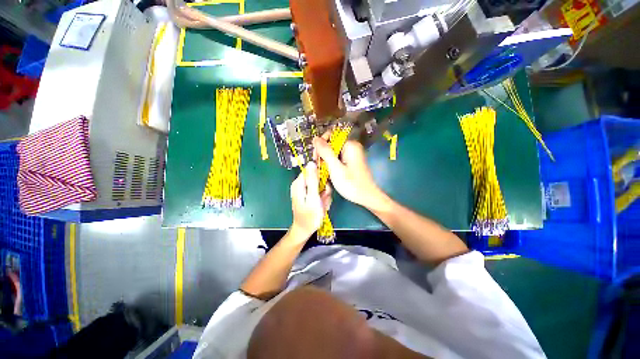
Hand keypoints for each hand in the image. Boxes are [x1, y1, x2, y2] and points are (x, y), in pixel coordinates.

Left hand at [290, 162, 331, 239]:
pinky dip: (323, 198)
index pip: (311, 169)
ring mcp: (307, 190)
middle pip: (318, 178)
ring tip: (322, 204)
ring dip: (325, 195)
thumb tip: (312, 163)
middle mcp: (302, 184)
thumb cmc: (309, 216)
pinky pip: (321, 192)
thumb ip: (313, 180)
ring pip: (321, 185)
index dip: (320, 174)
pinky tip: (322, 206)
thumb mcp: (313, 198)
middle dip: (324, 188)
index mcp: (299, 183)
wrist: (305, 230)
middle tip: (323, 198)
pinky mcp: (311, 195)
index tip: (324, 185)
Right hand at [313, 137, 386, 210]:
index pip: (331, 135)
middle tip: (318, 166)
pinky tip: (329, 172)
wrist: (366, 197)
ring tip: (323, 171)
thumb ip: (325, 152)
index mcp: (350, 145)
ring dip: (326, 160)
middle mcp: (351, 147)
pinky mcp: (350, 162)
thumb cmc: (351, 184)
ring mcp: (351, 154)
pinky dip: (331, 164)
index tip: (316, 157)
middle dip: (322, 153)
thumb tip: (315, 138)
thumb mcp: (335, 168)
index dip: (321, 143)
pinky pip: (337, 158)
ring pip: (333, 152)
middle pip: (331, 144)